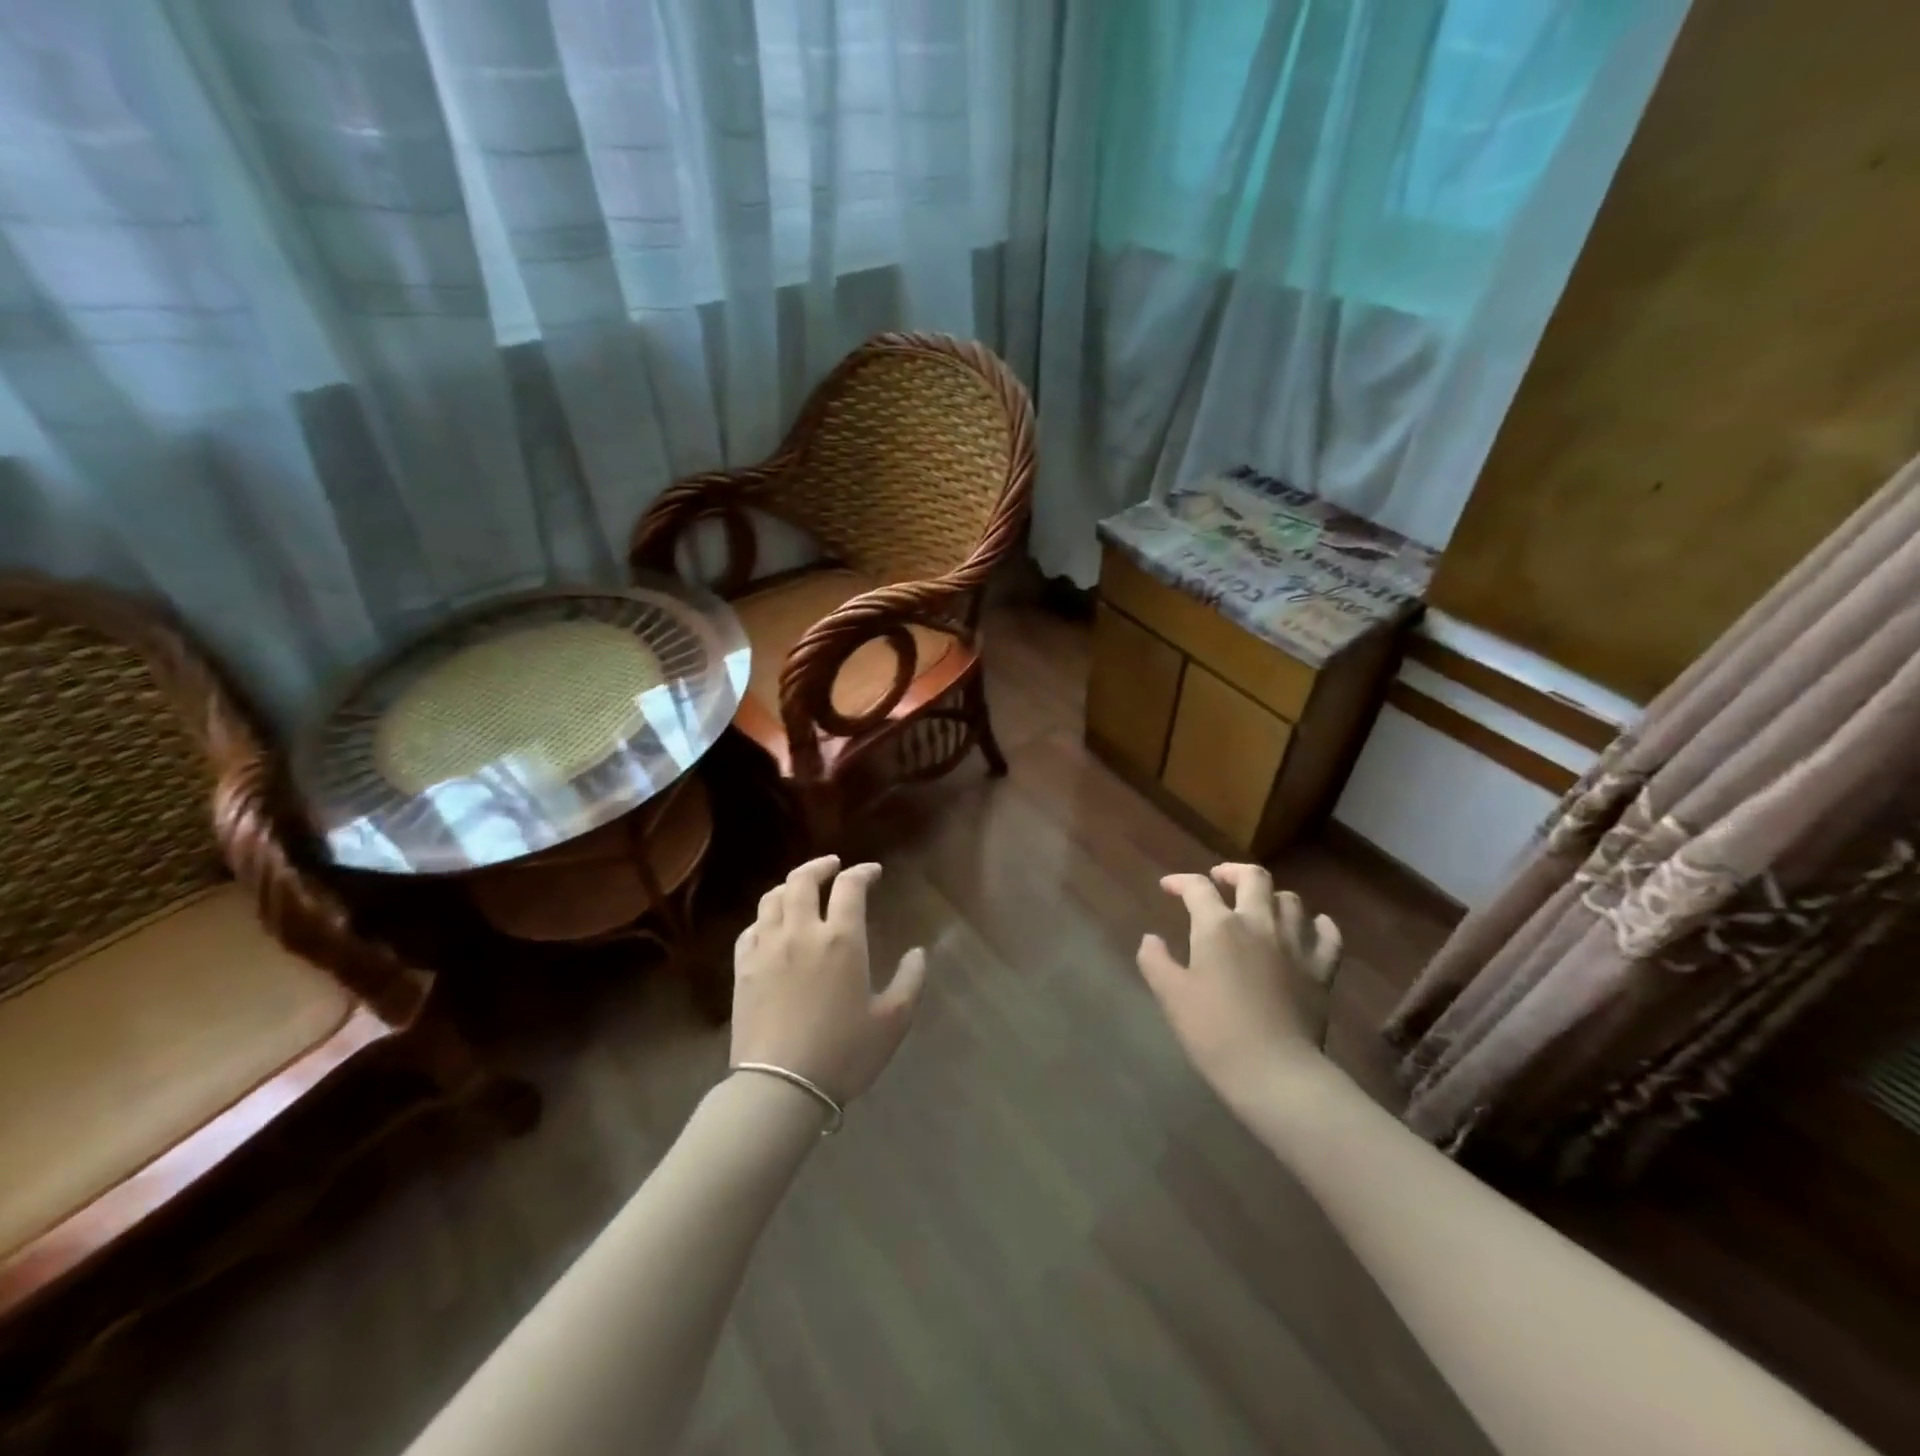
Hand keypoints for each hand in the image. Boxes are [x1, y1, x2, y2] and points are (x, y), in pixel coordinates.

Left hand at [731, 855, 927, 1104]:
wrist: (781, 1087)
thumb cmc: (843, 1053)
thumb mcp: (892, 1022)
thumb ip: (911, 981)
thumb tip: (919, 953)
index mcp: (842, 940)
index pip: (850, 886)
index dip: (863, 871)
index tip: (873, 872)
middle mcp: (802, 932)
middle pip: (803, 880)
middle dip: (821, 866)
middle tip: (834, 866)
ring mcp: (767, 948)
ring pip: (773, 898)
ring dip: (790, 886)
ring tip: (802, 889)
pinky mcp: (743, 968)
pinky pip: (751, 929)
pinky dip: (765, 918)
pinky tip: (772, 927)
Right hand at [1137, 864, 1342, 1110]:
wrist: (1275, 1073)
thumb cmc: (1214, 1032)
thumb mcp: (1171, 996)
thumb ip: (1155, 961)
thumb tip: (1151, 939)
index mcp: (1219, 926)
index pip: (1197, 888)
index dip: (1180, 882)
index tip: (1168, 887)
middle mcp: (1259, 924)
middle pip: (1253, 878)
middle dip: (1233, 872)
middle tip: (1220, 880)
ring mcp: (1295, 945)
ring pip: (1290, 901)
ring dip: (1272, 897)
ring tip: (1260, 906)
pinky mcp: (1322, 970)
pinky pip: (1328, 936)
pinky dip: (1320, 925)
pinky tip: (1313, 927)